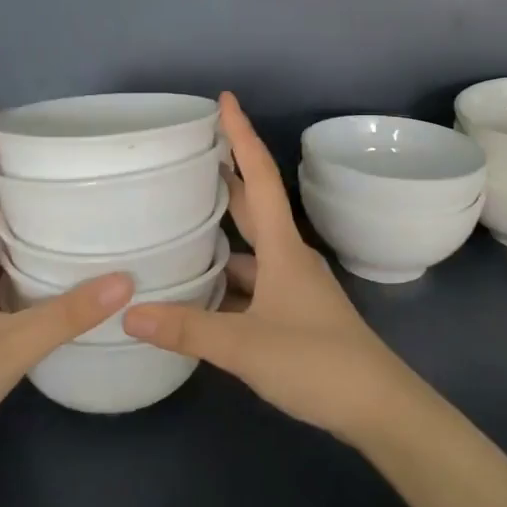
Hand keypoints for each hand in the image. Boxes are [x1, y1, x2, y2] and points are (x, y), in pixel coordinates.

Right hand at [123, 93, 421, 444]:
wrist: (377, 406)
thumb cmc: (317, 362)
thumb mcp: (245, 346)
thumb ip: (188, 329)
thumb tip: (129, 311)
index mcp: (283, 247)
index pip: (261, 177)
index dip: (242, 136)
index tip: (225, 100)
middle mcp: (289, 256)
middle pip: (255, 204)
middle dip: (228, 174)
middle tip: (191, 152)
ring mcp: (294, 285)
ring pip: (252, 246)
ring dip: (223, 230)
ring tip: (180, 218)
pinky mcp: (294, 312)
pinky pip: (253, 280)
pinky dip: (228, 276)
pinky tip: (201, 288)